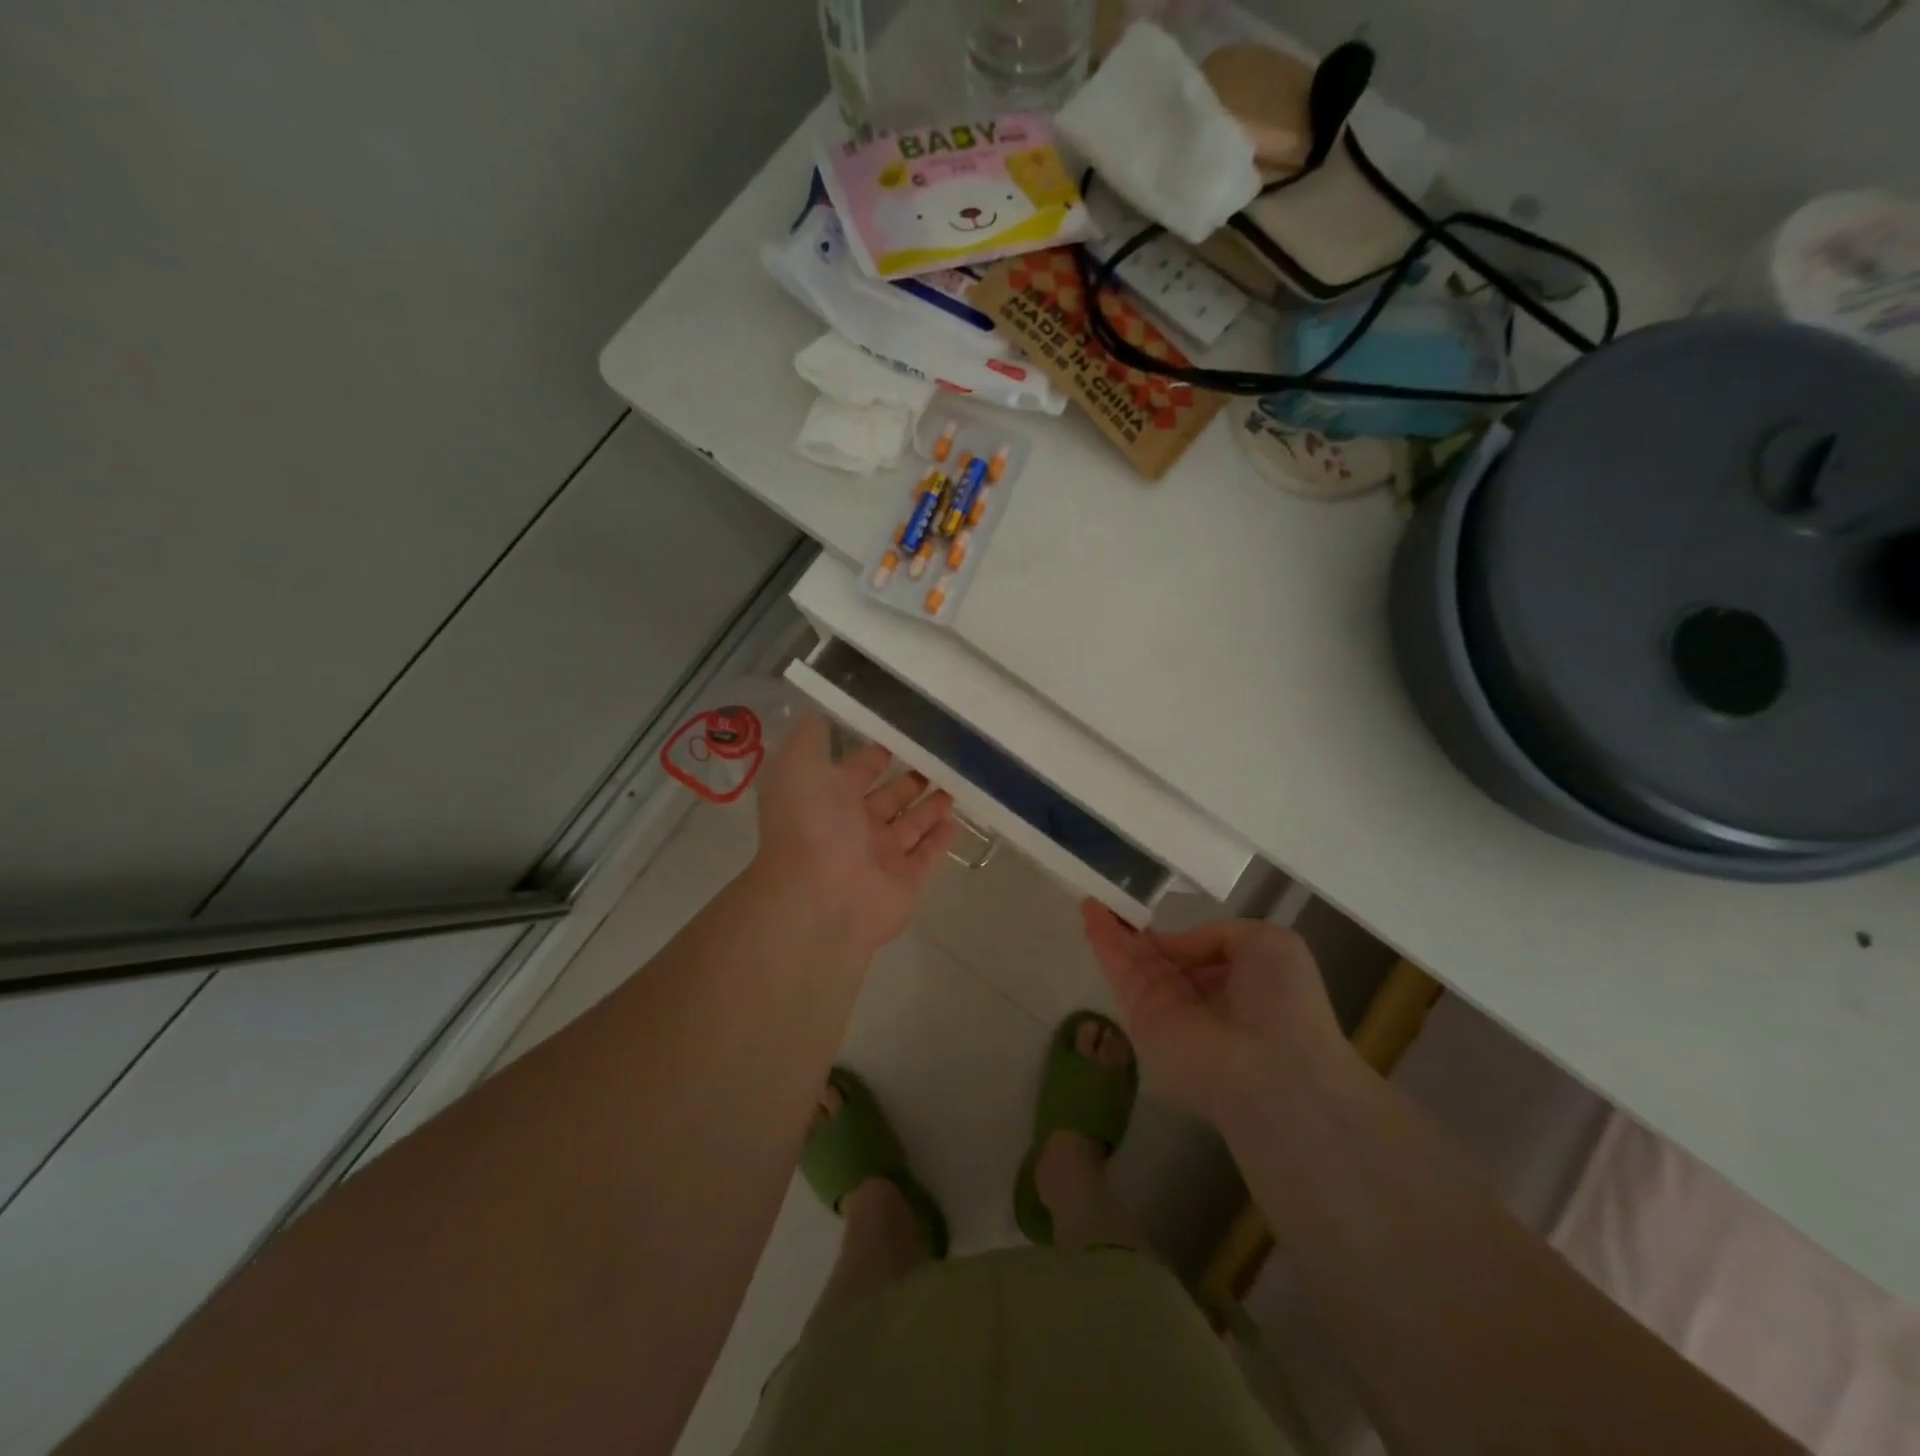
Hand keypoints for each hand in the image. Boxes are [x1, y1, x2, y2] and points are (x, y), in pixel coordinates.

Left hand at [752, 715, 954, 958]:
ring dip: (930, 805)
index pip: (856, 771)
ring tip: (957, 782)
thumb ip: (810, 739)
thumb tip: (818, 713)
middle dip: (910, 779)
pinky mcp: (905, 881)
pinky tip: (955, 819)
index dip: (875, 754)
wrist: (819, 898)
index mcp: (828, 799)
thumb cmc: (812, 826)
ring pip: (911, 826)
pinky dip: (940, 839)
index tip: (903, 734)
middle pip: (888, 798)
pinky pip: (927, 855)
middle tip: (941, 758)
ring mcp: (881, 856)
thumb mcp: (798, 767)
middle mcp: (854, 827)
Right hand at [1081, 903, 1357, 1124]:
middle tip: (1110, 900)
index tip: (1154, 912)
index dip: (1174, 935)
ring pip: (1134, 961)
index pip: (1196, 954)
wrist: (1269, 1067)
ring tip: (1090, 898)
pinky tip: (1090, 911)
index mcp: (1235, 981)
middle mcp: (1198, 997)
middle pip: (1159, 957)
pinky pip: (1120, 972)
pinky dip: (1103, 941)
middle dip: (1135, 931)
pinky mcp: (1139, 1017)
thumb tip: (1177, 946)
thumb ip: (1219, 934)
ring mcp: (1166, 1008)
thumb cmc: (1282, 1001)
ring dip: (1112, 929)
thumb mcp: (1269, 943)